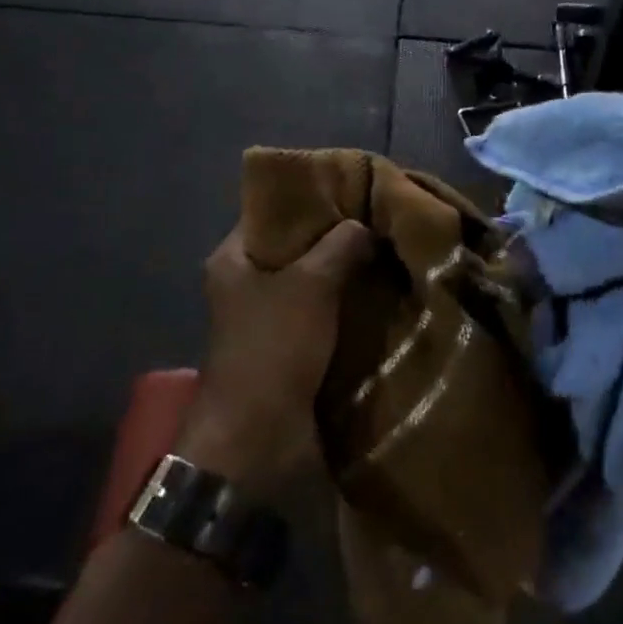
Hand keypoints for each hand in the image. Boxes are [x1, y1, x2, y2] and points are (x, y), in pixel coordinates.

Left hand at [181, 220, 374, 491]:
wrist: (258, 437)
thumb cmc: (274, 346)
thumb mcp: (311, 283)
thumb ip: (341, 245)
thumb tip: (365, 226)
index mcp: (234, 258)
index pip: (271, 209)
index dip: (308, 195)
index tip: (351, 186)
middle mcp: (246, 282)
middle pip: (295, 245)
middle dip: (336, 235)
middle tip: (378, 218)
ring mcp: (267, 317)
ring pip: (313, 280)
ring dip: (346, 272)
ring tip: (388, 250)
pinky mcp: (290, 346)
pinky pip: (322, 313)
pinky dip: (346, 304)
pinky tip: (381, 291)